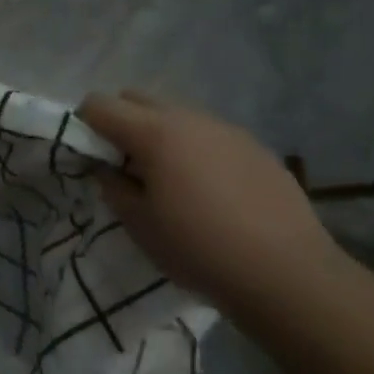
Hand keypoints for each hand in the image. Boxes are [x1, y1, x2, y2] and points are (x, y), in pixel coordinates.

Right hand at [77, 90, 342, 315]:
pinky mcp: (255, 146)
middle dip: (121, 122)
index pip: (99, 104)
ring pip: (176, 114)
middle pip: (136, 98)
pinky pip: (209, 134)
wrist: (288, 274)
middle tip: (126, 166)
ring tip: (171, 180)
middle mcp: (188, 118)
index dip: (84, 125)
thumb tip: (107, 168)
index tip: (89, 156)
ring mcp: (225, 128)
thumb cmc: (200, 249)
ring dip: (160, 135)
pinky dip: (196, 149)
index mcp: (153, 132)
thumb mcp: (140, 225)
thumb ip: (113, 187)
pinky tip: (212, 191)